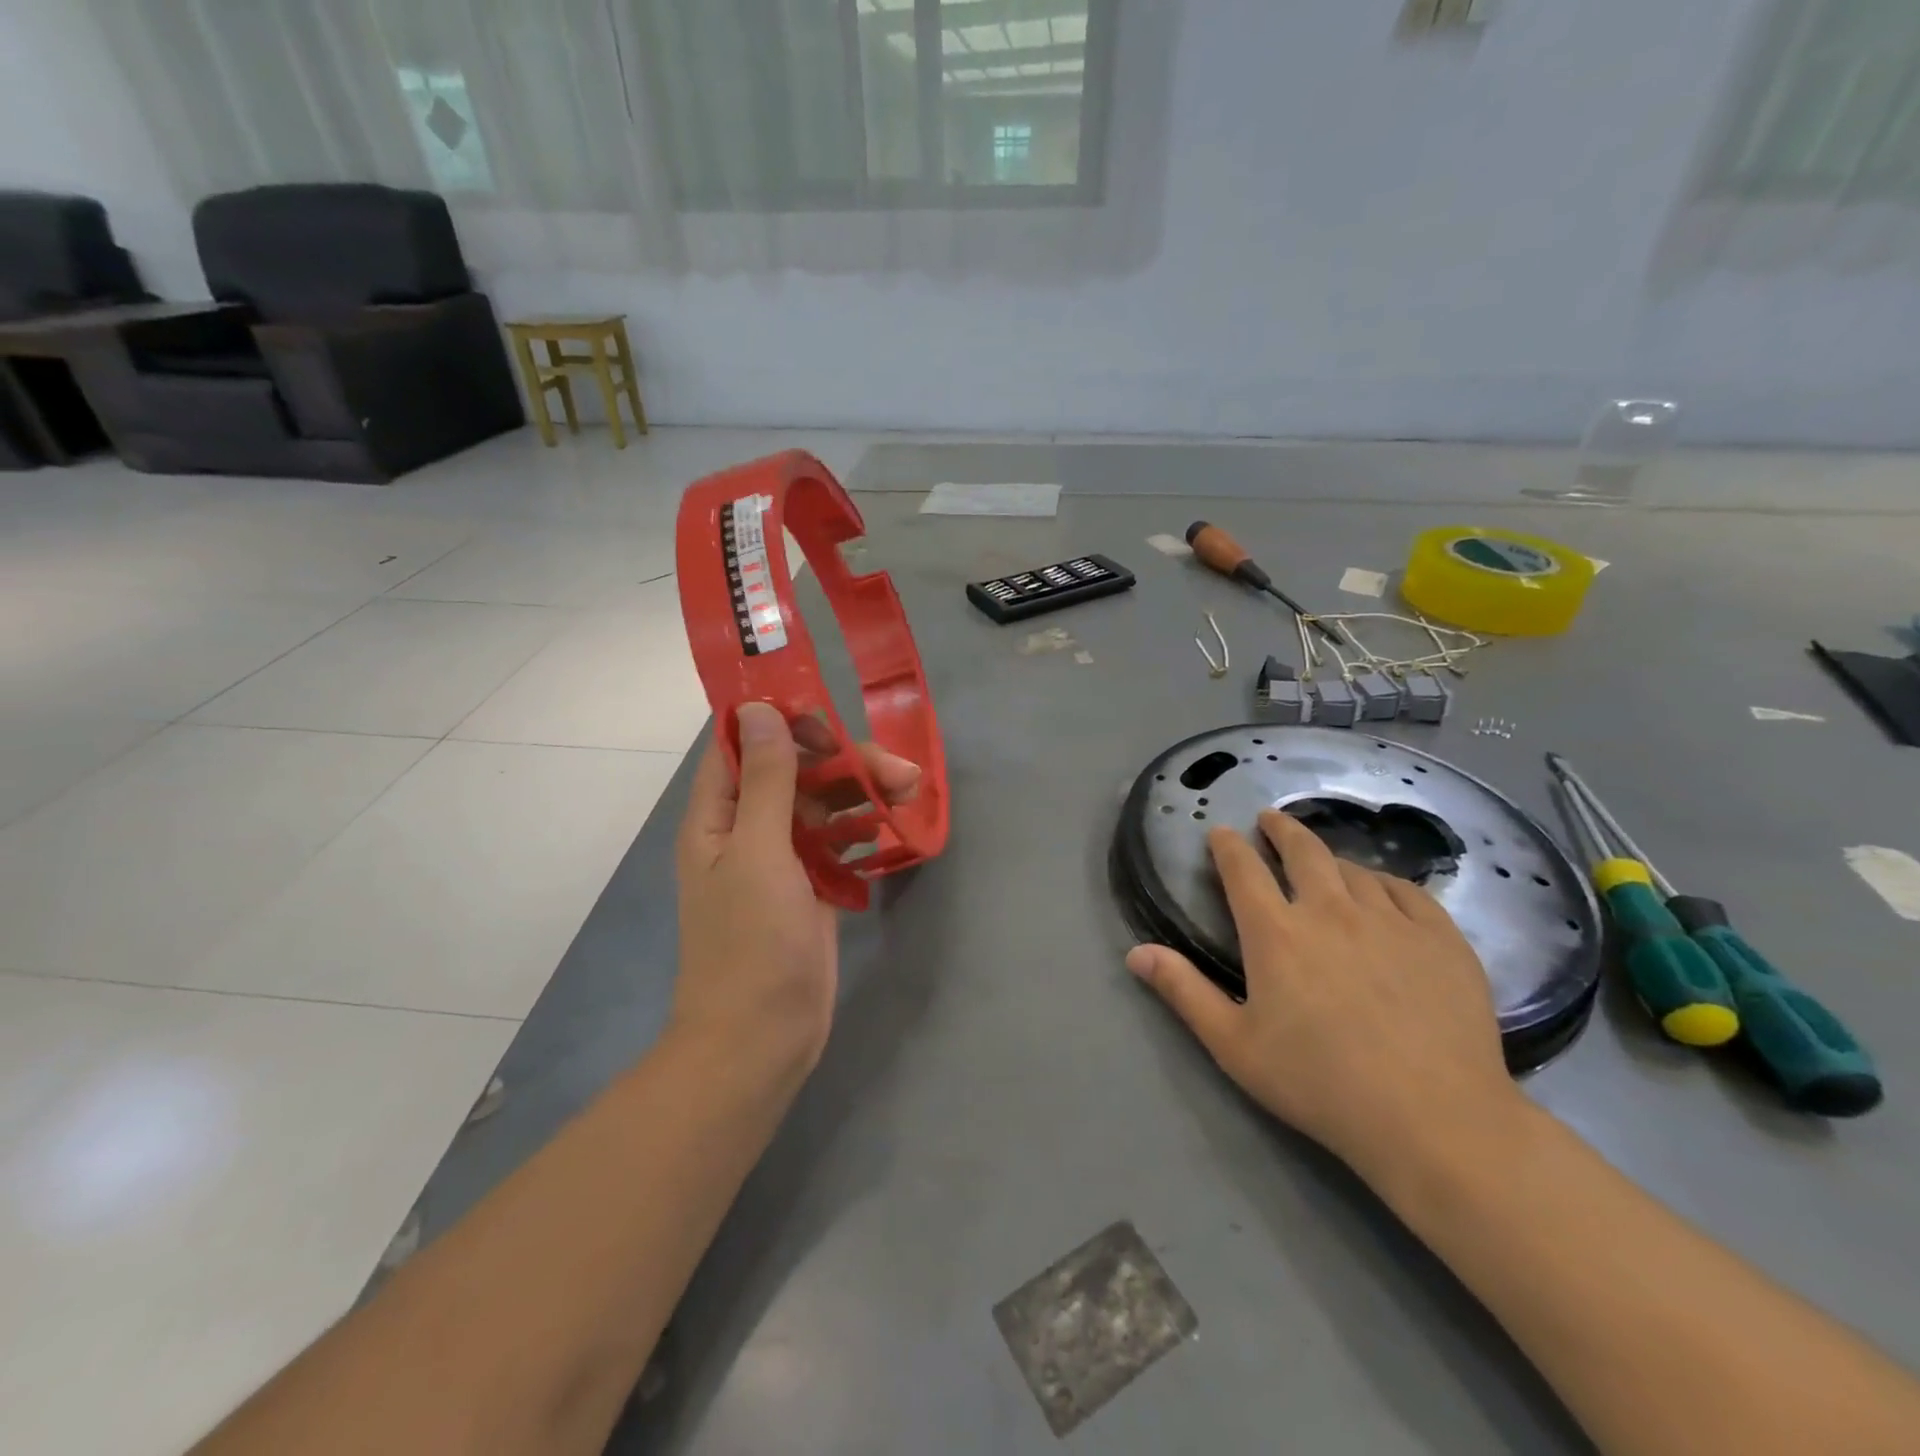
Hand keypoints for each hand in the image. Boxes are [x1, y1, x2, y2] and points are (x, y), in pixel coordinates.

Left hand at [673, 702, 919, 1081]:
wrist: (761, 1038)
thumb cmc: (751, 944)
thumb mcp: (757, 852)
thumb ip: (766, 780)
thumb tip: (760, 709)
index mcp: (718, 814)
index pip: (741, 743)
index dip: (780, 720)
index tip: (828, 718)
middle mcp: (747, 827)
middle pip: (795, 770)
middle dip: (843, 760)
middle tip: (897, 769)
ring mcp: (782, 856)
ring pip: (824, 802)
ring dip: (864, 790)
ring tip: (912, 790)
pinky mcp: (811, 882)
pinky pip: (839, 838)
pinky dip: (864, 825)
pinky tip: (896, 823)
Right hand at [1126, 810, 1521, 1184]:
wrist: (1434, 1119)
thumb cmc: (1321, 1084)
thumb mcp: (1234, 1045)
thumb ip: (1184, 992)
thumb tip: (1135, 952)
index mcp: (1276, 933)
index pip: (1243, 870)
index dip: (1228, 846)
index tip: (1221, 833)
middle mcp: (1330, 911)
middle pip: (1302, 850)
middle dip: (1280, 829)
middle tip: (1270, 819)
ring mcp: (1391, 920)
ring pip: (1353, 869)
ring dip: (1330, 858)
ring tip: (1323, 862)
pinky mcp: (1441, 938)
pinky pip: (1408, 890)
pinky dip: (1385, 881)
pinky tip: (1383, 889)